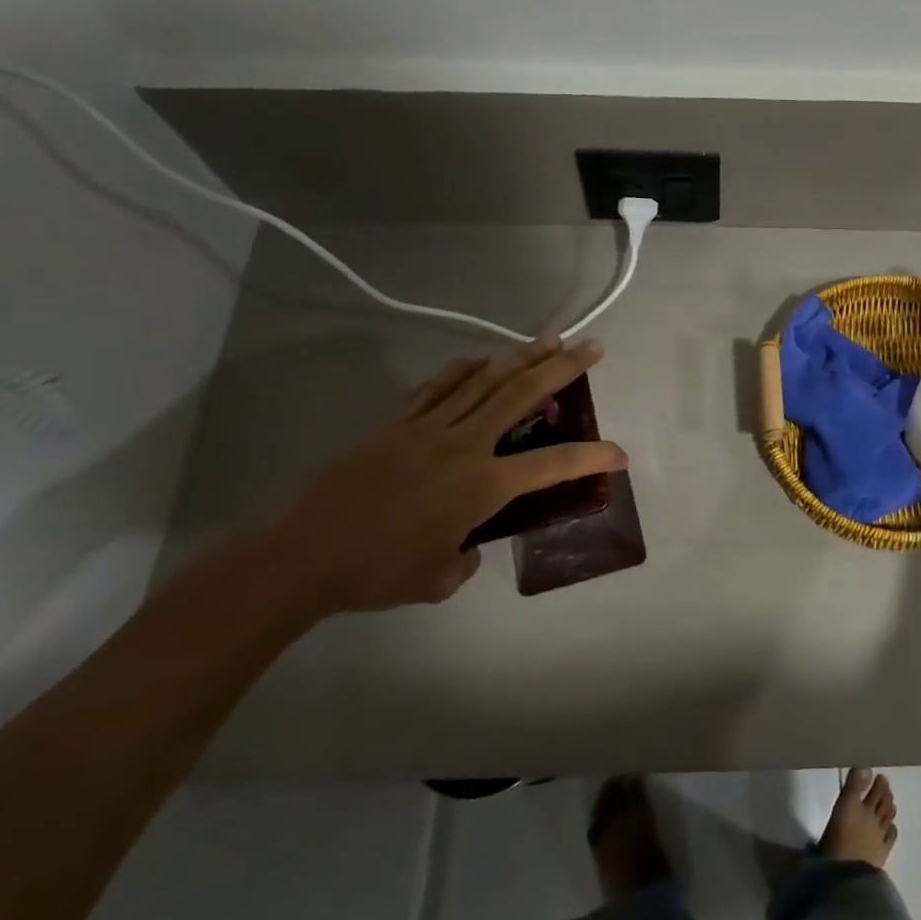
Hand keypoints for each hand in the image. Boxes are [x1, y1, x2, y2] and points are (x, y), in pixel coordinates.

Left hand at [263, 338, 625, 619]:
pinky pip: (438, 386)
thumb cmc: (377, 574)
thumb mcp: (439, 579)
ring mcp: (427, 428)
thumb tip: (468, 540)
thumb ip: (467, 557)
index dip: (592, 457)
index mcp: (481, 486)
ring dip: (521, 357)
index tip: (618, 454)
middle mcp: (463, 445)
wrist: (302, 557)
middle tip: (591, 347)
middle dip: (562, 367)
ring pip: (484, 380)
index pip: (552, 465)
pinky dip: (465, 368)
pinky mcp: (396, 423)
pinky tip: (481, 360)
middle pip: (521, 394)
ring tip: (548, 340)